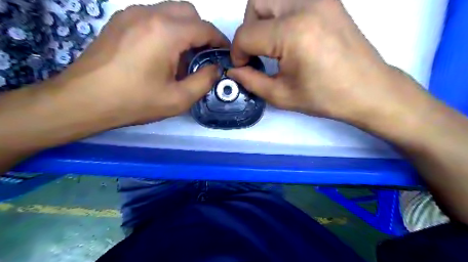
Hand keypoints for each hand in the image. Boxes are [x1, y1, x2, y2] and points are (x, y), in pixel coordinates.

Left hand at [55, 1, 228, 123]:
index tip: (224, 53)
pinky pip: (153, 16)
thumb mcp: (178, 99)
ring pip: (170, 11)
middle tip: (203, 55)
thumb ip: (204, 81)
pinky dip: (166, 28)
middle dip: (202, 31)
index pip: (204, 28)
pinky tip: (161, 52)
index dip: (219, 40)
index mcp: (166, 33)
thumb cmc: (135, 102)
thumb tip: (215, 68)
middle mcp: (149, 14)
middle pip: (188, 12)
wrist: (85, 100)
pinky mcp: (120, 20)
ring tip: (182, 56)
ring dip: (184, 29)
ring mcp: (131, 14)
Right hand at [229, 0, 426, 124]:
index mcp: (292, 33)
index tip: (243, 67)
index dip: (238, 53)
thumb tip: (233, 70)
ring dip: (264, 19)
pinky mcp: (329, 0)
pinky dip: (282, 15)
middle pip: (256, 4)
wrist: (368, 89)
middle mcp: (305, 5)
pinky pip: (292, 0)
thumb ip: (251, 80)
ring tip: (274, 44)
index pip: (246, 34)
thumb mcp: (281, 95)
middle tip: (258, 52)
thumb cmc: (325, 97)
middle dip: (249, 29)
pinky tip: (291, 37)